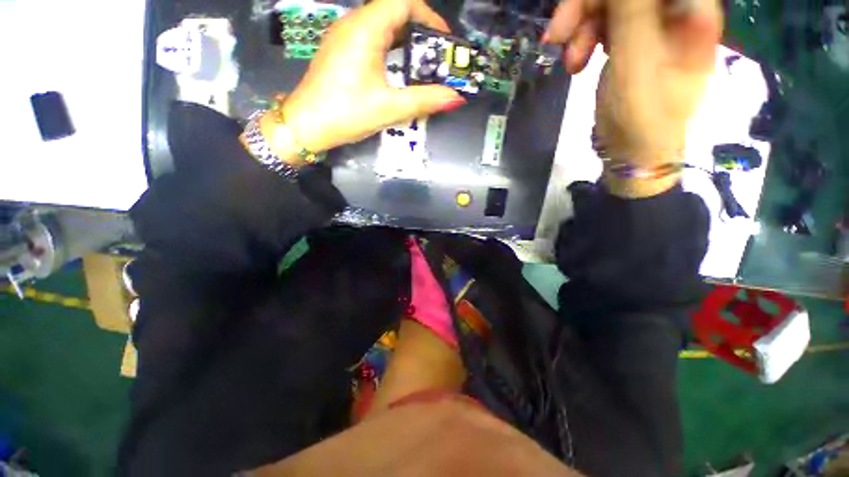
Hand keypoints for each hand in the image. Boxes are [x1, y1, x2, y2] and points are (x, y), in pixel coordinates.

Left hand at [279, 0, 465, 153]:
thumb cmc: (346, 113)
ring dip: (405, 40)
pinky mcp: (340, 51)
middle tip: (436, 56)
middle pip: (393, 11)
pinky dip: (390, 48)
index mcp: (365, 29)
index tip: (443, 41)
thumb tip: (455, 98)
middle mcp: (353, 24)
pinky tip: (397, 69)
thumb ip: (425, 100)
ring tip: (421, 64)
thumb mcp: (389, 108)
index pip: (403, 2)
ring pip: (381, 25)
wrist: (306, 126)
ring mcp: (343, 37)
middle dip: (419, 30)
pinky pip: (370, 38)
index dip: (428, 16)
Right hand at [544, 0, 722, 195]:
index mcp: (691, 10)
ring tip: (569, 63)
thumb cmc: (642, 117)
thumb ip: (633, 11)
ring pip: (610, 5)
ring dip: (580, 28)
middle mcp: (673, 11)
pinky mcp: (631, 42)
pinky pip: (603, 25)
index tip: (579, 9)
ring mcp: (651, 26)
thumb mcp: (636, 64)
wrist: (632, 153)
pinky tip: (575, 63)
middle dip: (587, 7)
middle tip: (557, 37)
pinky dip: (583, 39)